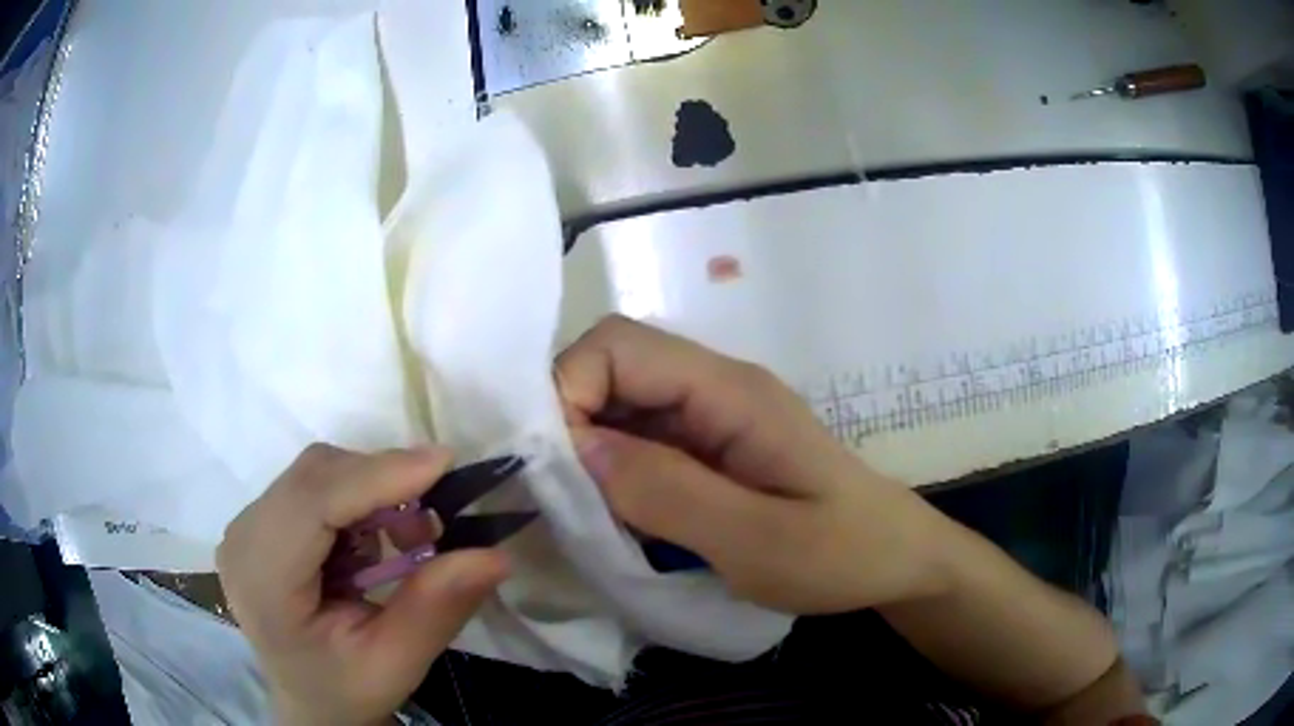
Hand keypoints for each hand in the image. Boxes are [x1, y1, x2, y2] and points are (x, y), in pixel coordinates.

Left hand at [217, 445, 508, 725]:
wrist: (310, 702)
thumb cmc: (345, 690)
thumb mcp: (395, 663)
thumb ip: (436, 608)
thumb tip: (494, 555)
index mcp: (262, 579)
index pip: (312, 502)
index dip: (376, 475)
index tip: (444, 464)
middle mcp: (243, 537)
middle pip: (313, 476)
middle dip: (380, 482)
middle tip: (435, 519)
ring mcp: (247, 525)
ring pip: (316, 473)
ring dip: (370, 491)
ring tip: (406, 541)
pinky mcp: (261, 521)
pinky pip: (315, 486)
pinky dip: (356, 501)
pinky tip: (373, 546)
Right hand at [557, 316, 952, 613]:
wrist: (896, 560)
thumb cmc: (842, 553)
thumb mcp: (757, 541)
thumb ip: (668, 493)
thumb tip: (579, 447)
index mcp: (729, 392)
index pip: (619, 345)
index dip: (569, 389)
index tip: (558, 467)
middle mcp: (714, 388)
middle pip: (613, 368)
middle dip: (570, 422)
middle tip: (566, 496)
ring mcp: (712, 418)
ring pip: (621, 405)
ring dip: (588, 450)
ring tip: (586, 511)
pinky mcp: (710, 449)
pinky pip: (640, 441)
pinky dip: (613, 471)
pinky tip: (616, 514)